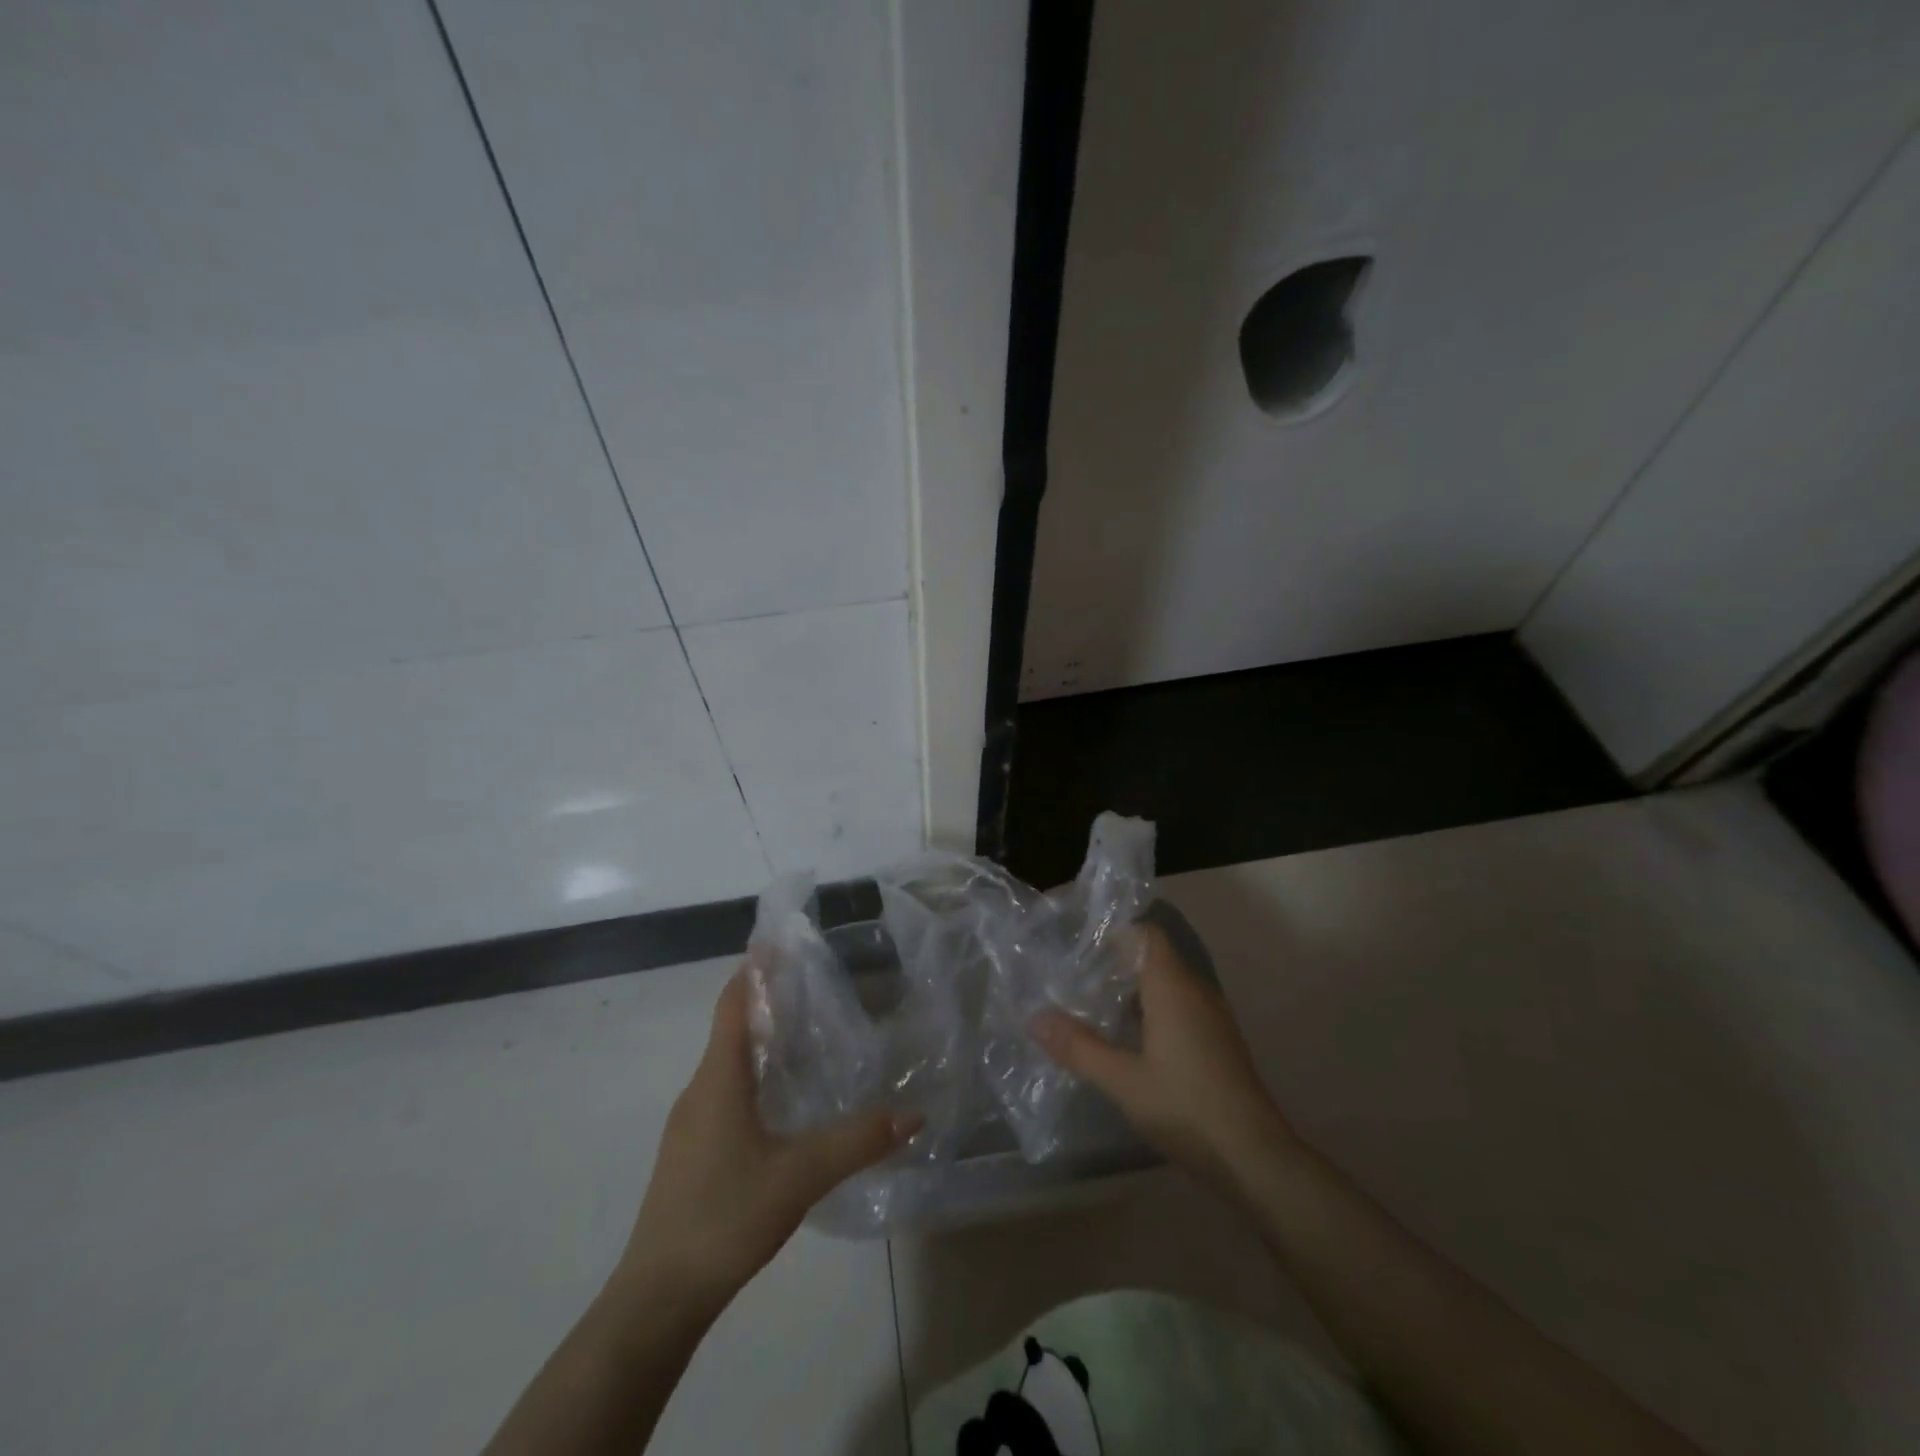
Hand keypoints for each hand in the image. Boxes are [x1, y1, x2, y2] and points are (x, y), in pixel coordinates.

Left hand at [618, 969, 919, 1307]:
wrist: (657, 1297)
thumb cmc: (724, 1217)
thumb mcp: (800, 1176)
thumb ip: (857, 1141)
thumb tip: (913, 1113)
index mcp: (719, 1079)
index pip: (735, 1003)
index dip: (756, 968)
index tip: (781, 939)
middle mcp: (700, 1090)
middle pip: (732, 1027)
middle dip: (768, 999)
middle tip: (815, 983)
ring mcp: (691, 1124)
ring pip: (728, 1063)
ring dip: (762, 1040)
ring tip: (807, 1034)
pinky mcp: (691, 1152)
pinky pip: (725, 1093)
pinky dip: (754, 1076)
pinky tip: (783, 1102)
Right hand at [1032, 922, 1294, 1198]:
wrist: (1254, 1158)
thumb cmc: (1186, 1107)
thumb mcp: (1122, 1080)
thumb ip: (1078, 1047)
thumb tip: (1034, 1018)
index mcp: (1173, 987)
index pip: (1145, 934)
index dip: (1113, 932)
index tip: (1077, 942)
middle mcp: (1195, 991)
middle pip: (1153, 958)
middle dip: (1114, 962)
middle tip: (1072, 974)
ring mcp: (1211, 1018)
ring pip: (1166, 985)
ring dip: (1132, 989)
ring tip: (1091, 1003)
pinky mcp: (1217, 1043)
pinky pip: (1179, 1008)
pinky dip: (1151, 1011)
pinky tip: (1127, 1038)